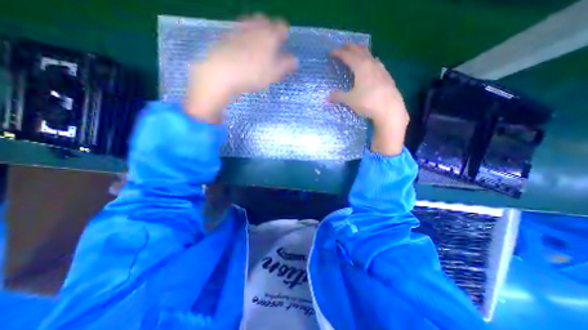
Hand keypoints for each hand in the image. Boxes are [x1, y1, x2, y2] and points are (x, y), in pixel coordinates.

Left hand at [184, 14, 296, 122]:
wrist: (223, 72)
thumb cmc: (253, 74)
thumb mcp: (274, 74)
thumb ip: (286, 65)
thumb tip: (295, 60)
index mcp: (269, 36)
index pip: (281, 26)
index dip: (284, 32)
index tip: (284, 39)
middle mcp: (255, 28)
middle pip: (264, 20)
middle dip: (269, 28)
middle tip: (271, 41)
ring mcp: (239, 30)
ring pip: (250, 23)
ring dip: (255, 30)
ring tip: (257, 44)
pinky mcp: (226, 36)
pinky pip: (238, 31)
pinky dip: (243, 36)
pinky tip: (242, 48)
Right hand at [330, 44, 409, 155]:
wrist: (389, 109)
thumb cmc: (367, 102)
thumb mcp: (350, 100)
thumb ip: (338, 97)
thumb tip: (328, 97)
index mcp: (360, 67)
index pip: (347, 56)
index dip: (338, 53)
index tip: (331, 52)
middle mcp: (371, 64)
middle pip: (359, 51)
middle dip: (350, 47)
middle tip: (343, 46)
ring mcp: (381, 69)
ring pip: (369, 55)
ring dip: (361, 52)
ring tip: (357, 52)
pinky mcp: (387, 75)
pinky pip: (376, 63)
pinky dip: (370, 60)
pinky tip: (372, 65)